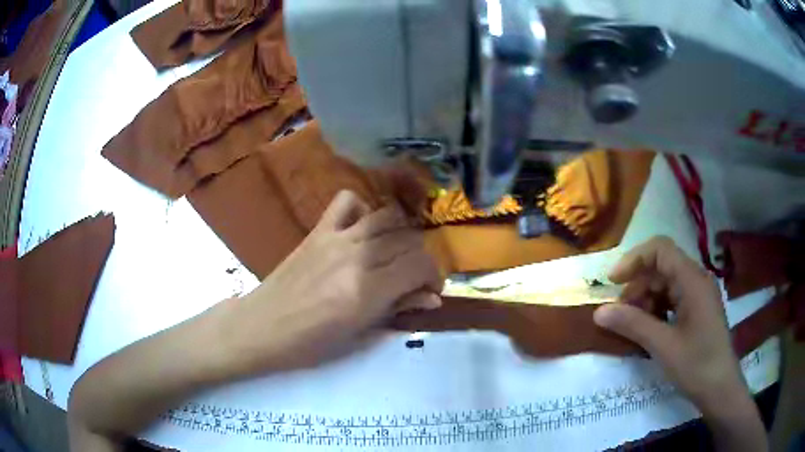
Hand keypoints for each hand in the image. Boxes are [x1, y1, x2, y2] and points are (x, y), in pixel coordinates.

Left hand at [223, 190, 442, 373]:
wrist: (262, 327)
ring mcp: (335, 238)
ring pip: (387, 216)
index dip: (434, 275)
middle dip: (420, 258)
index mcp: (367, 290)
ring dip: (401, 233)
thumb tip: (432, 298)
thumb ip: (398, 310)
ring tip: (395, 253)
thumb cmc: (310, 344)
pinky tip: (362, 229)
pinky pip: (347, 201)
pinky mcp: (318, 230)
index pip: (419, 265)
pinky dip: (363, 208)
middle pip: (408, 239)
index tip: (430, 289)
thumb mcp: (360, 336)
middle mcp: (356, 256)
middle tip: (413, 277)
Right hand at [593, 237, 754, 419]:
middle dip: (638, 286)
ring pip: (666, 284)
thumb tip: (599, 312)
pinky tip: (650, 329)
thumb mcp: (663, 346)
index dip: (634, 259)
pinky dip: (657, 309)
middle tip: (620, 314)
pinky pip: (673, 299)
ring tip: (633, 325)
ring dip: (646, 299)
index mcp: (693, 280)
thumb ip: (633, 325)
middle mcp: (697, 280)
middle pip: (662, 267)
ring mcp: (699, 295)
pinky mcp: (698, 310)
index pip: (660, 250)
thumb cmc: (696, 365)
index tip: (613, 282)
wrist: (720, 388)